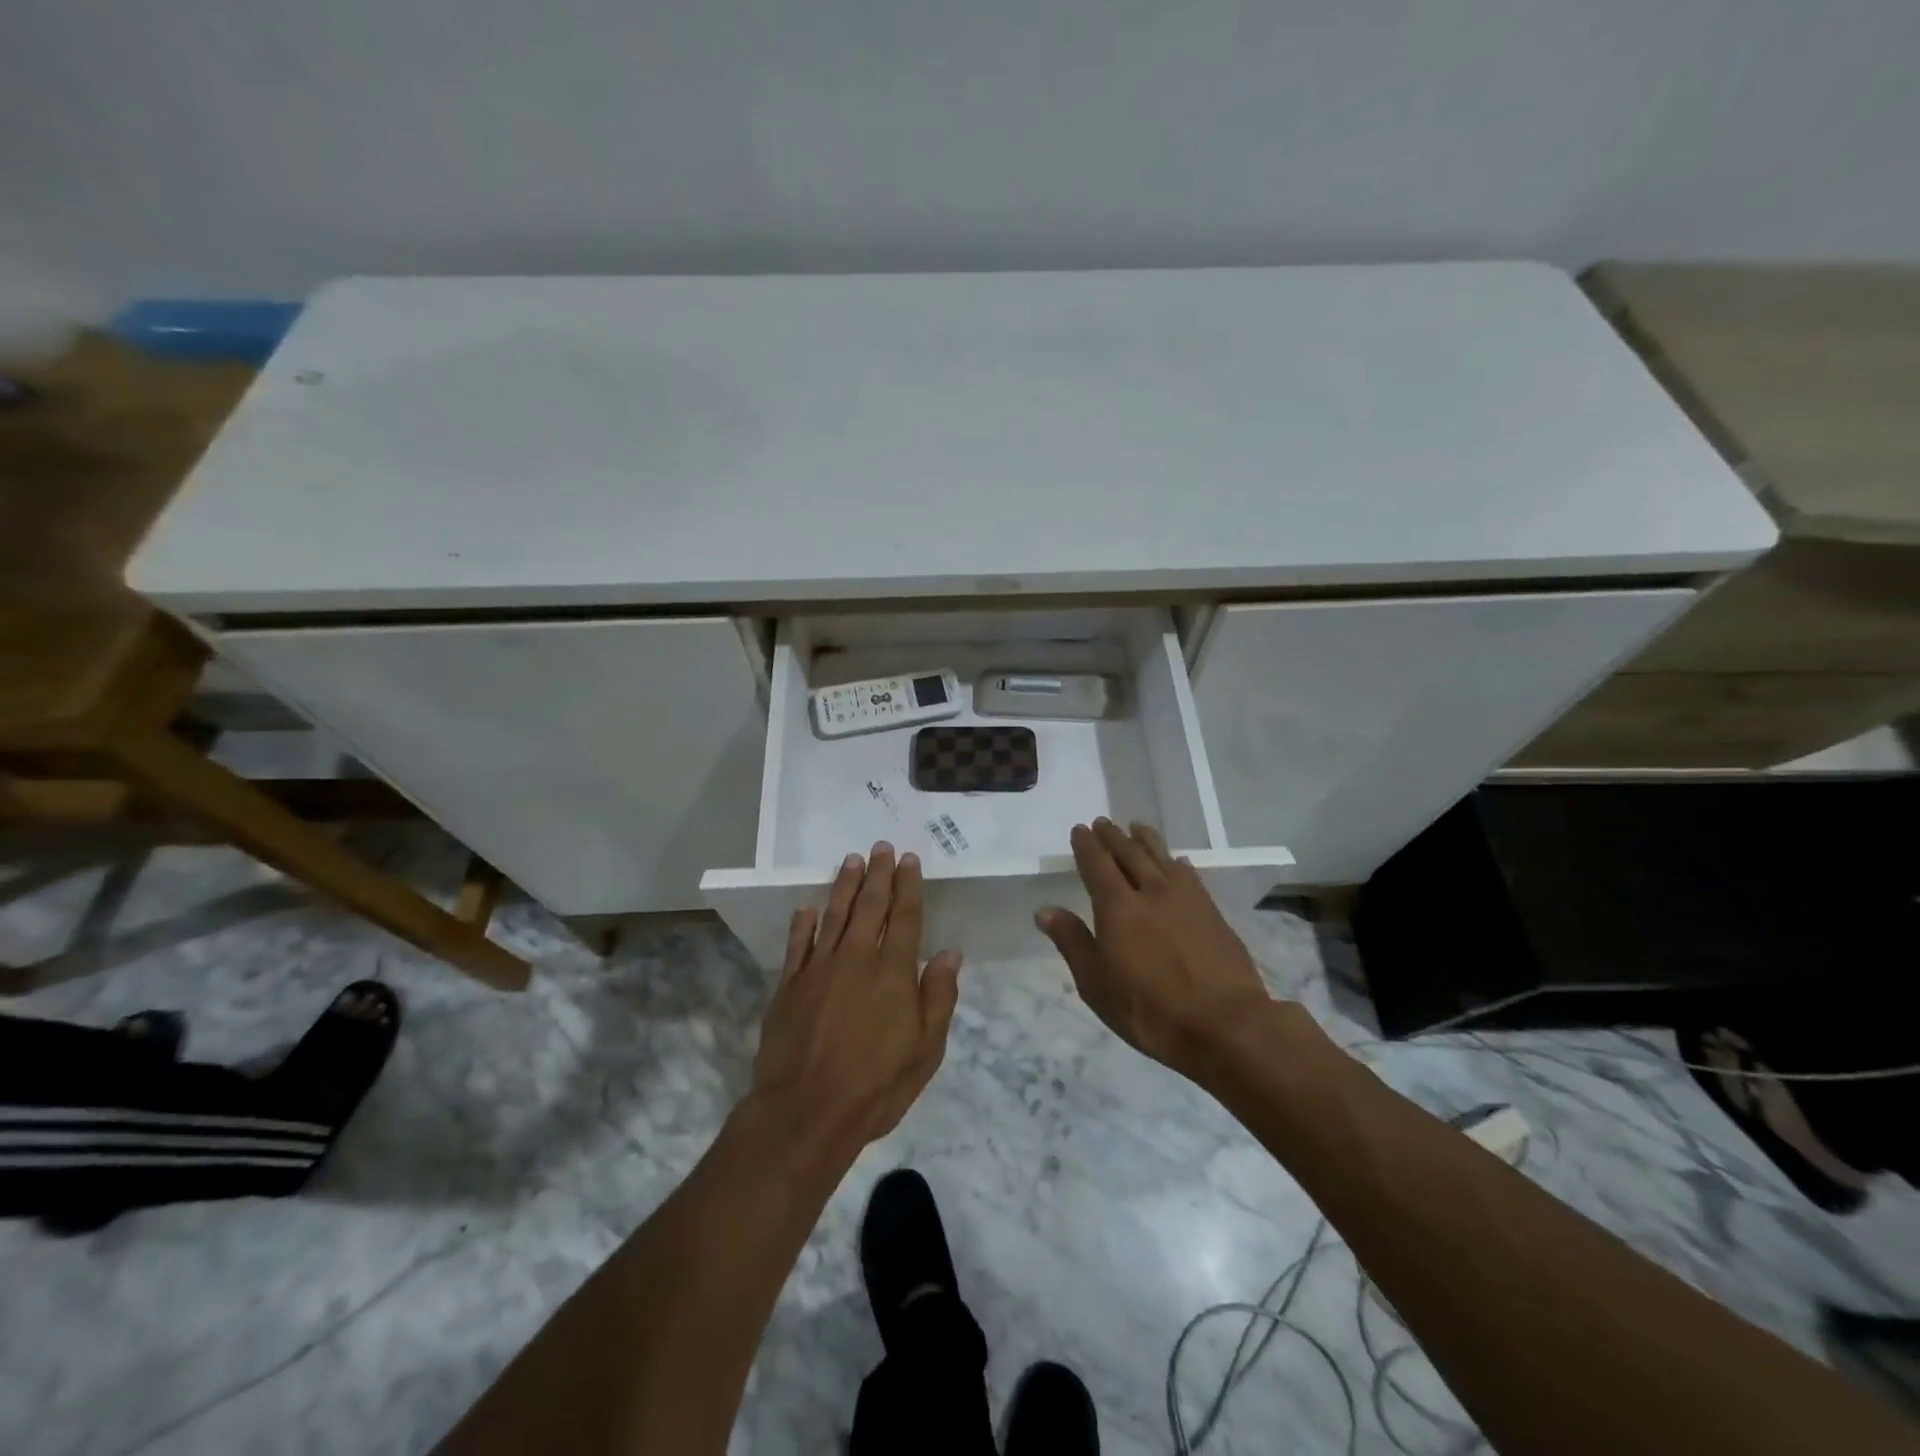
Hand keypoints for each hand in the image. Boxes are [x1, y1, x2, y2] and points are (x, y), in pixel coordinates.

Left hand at [751, 843, 962, 1157]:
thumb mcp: (926, 1050)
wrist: (806, 1111)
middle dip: (877, 874)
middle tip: (880, 846)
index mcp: (893, 972)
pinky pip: (797, 944)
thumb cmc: (876, 1085)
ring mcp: (818, 969)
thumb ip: (939, 997)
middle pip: (869, 906)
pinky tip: (808, 908)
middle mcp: (857, 958)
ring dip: (844, 885)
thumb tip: (950, 953)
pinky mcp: (789, 985)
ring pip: (834, 915)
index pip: (905, 917)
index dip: (908, 886)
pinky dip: (804, 923)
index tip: (908, 859)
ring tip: (851, 860)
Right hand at [1036, 819, 1272, 1078]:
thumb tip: (1045, 910)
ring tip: (1137, 827)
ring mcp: (1186, 899)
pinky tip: (1178, 862)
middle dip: (1113, 836)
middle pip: (1129, 853)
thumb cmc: (1150, 1011)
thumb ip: (1073, 942)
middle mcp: (1151, 892)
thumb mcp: (1097, 985)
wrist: (1226, 1025)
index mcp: (1118, 907)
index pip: (1097, 865)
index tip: (1080, 829)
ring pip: (1162, 857)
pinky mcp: (1212, 911)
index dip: (1087, 846)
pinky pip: (1189, 875)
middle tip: (1103, 823)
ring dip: (1146, 840)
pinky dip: (1177, 863)